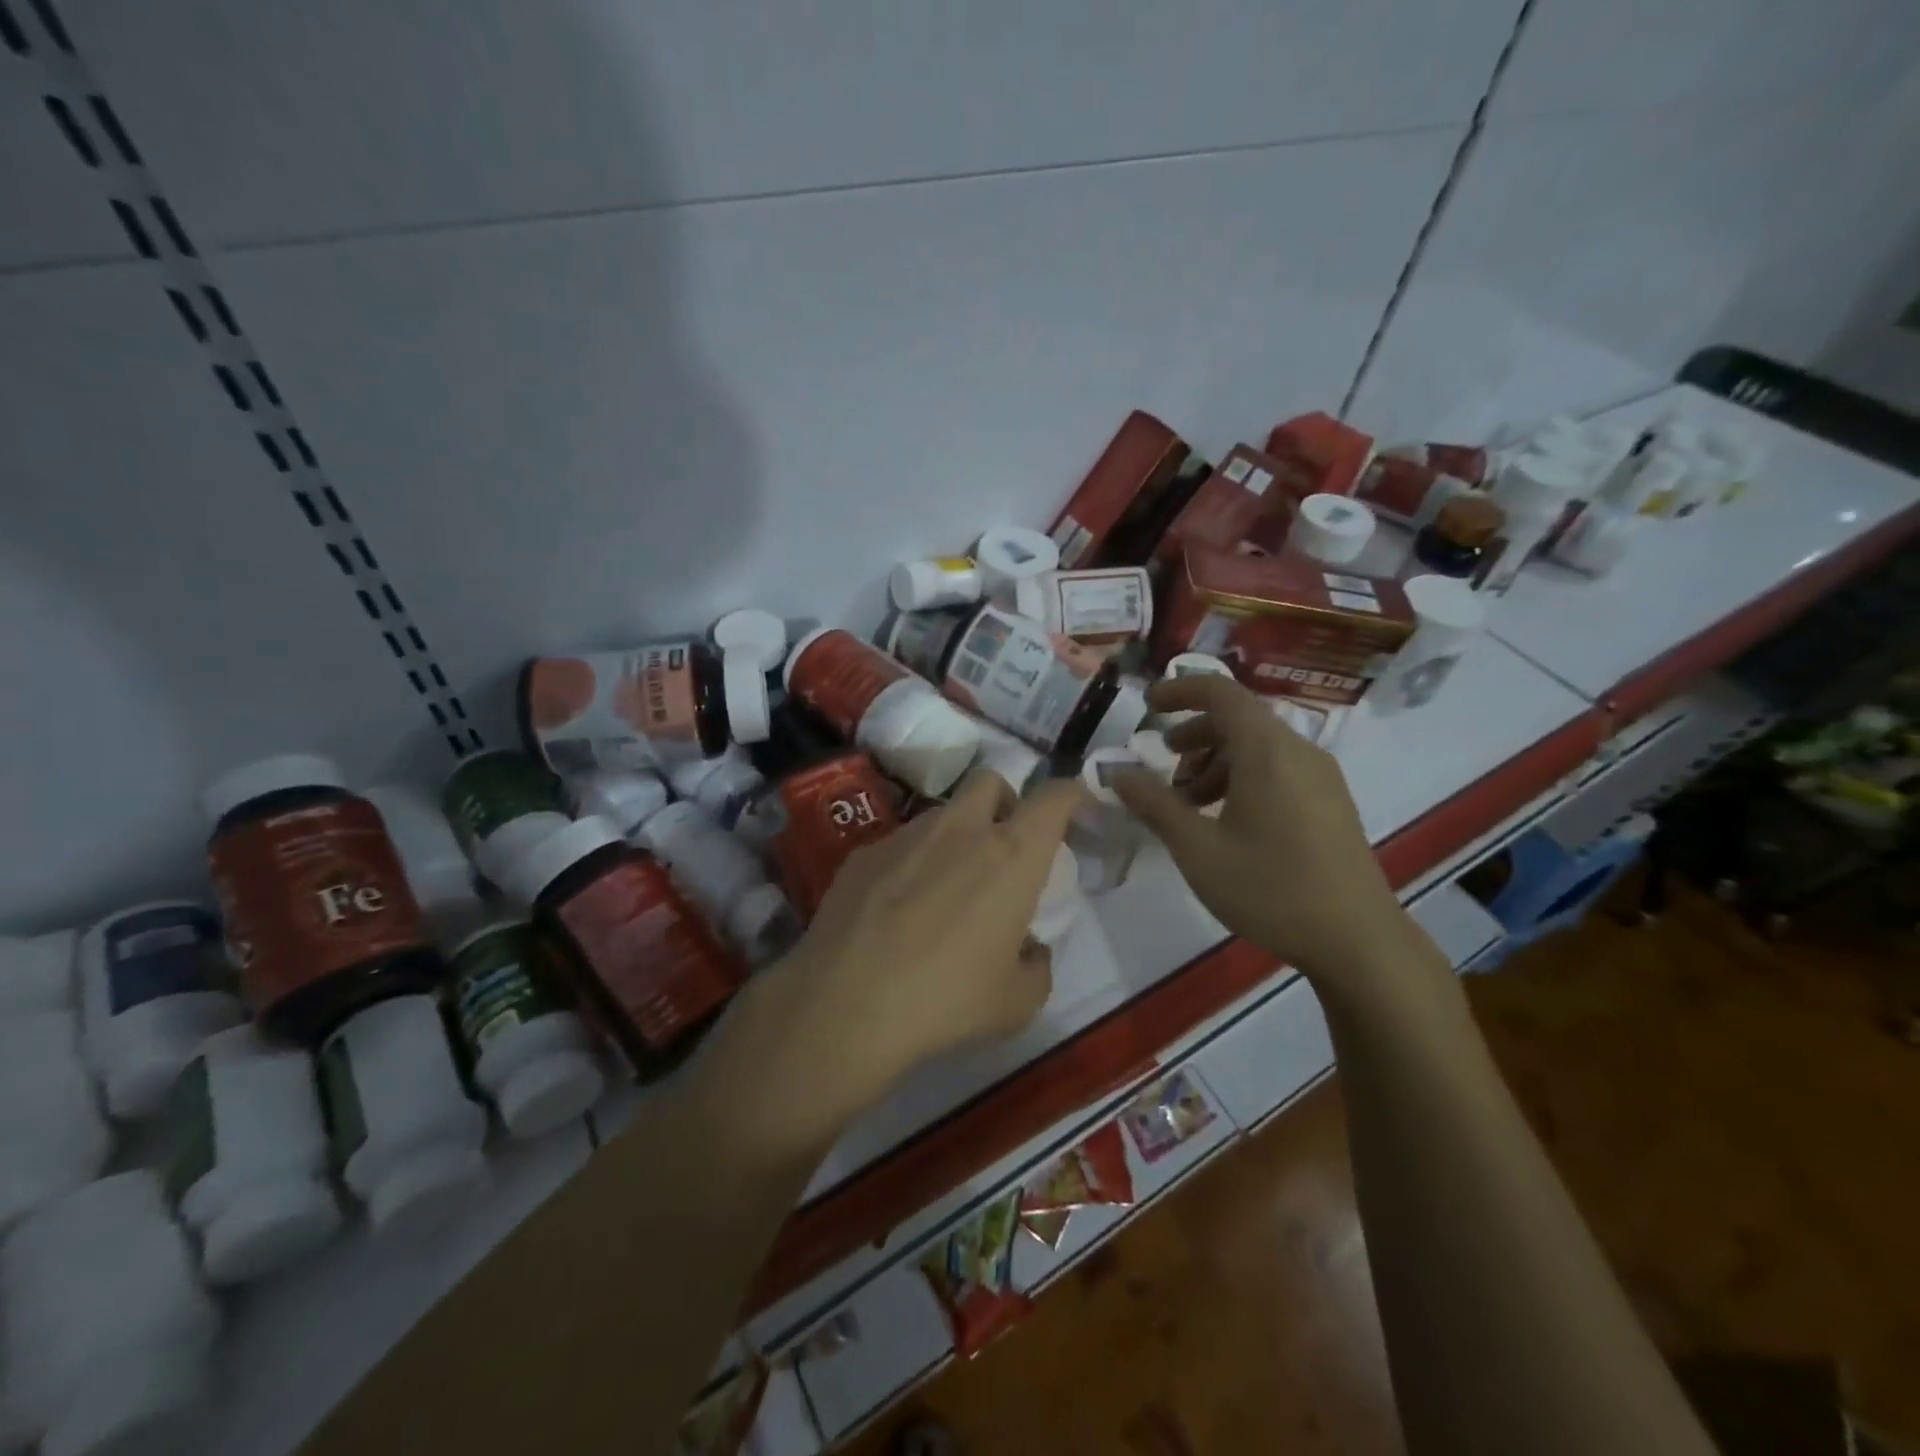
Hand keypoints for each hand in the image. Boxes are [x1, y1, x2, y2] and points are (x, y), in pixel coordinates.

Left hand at [710, 770, 1083, 1154]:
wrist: (845, 1004)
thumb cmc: (947, 1000)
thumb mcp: (1017, 1002)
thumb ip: (1037, 966)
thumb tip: (1029, 949)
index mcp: (1011, 855)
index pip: (1054, 796)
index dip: (1072, 795)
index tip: (1077, 810)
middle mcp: (961, 829)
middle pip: (991, 781)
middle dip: (1005, 803)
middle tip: (1003, 849)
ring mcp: (906, 835)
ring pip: (942, 813)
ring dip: (956, 836)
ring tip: (943, 890)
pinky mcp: (863, 853)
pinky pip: (899, 844)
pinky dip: (911, 863)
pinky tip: (895, 911)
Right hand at [1109, 675, 1420, 990]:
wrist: (1357, 941)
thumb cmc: (1270, 889)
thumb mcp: (1198, 849)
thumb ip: (1154, 804)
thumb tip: (1115, 772)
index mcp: (1266, 751)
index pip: (1220, 692)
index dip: (1180, 691)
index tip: (1147, 706)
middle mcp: (1298, 751)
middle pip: (1239, 718)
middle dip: (1194, 733)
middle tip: (1163, 763)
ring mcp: (1320, 776)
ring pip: (1258, 746)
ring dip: (1216, 759)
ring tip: (1190, 802)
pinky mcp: (1330, 801)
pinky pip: (1279, 768)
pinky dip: (1243, 776)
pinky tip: (1227, 820)